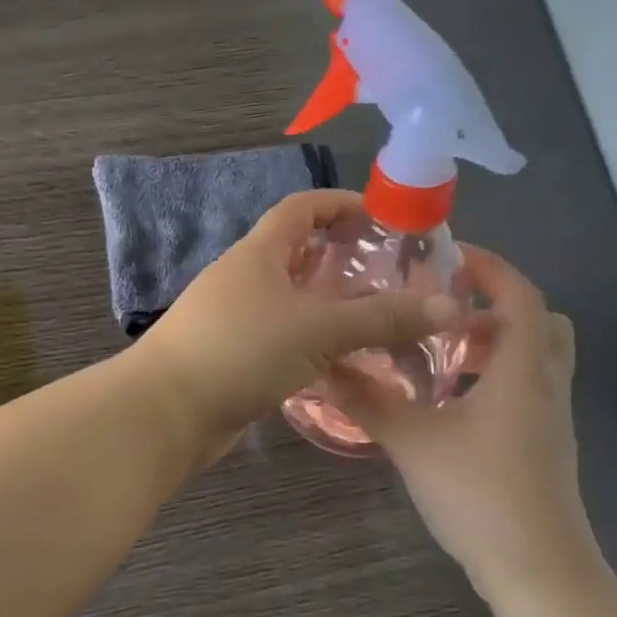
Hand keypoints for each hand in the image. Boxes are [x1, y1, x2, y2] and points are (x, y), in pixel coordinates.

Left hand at [132, 190, 457, 459]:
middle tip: (387, 275)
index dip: (339, 204)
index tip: (379, 217)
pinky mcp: (229, 357)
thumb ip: (382, 318)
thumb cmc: (240, 351)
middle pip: (294, 254)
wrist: (166, 412)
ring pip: (287, 301)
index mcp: (257, 254)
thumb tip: (450, 307)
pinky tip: (335, 361)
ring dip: (324, 305)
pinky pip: (277, 338)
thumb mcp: (318, 329)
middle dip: (338, 259)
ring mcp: (231, 319)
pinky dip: (306, 341)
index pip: (300, 209)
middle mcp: (242, 279)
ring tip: (372, 319)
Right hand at [335, 246, 603, 592]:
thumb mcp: (413, 442)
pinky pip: (526, 390)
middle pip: (539, 323)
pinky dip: (495, 378)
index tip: (448, 256)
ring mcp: (551, 419)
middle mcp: (546, 386)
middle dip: (494, 306)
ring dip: (494, 344)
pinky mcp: (544, 446)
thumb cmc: (480, 494)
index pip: (520, 296)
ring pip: (534, 359)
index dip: (490, 267)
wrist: (537, 569)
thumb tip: (323, 367)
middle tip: (445, 310)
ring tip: (440, 354)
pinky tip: (451, 404)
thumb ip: (369, 401)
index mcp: (523, 371)